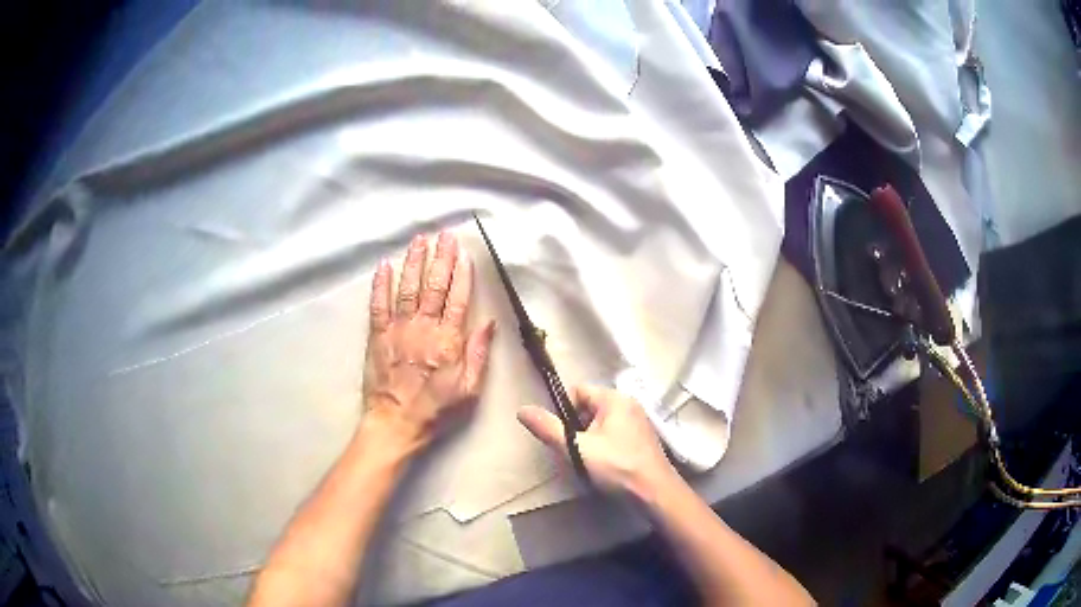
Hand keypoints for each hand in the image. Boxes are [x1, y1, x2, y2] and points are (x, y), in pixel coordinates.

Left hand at [361, 232, 495, 454]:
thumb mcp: (469, 389)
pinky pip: (378, 304)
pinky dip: (381, 283)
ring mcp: (398, 329)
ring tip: (420, 240)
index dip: (462, 274)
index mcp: (448, 341)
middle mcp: (424, 328)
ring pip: (407, 288)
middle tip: (445, 235)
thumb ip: (478, 354)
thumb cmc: (436, 409)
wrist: (396, 422)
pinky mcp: (377, 334)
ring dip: (414, 262)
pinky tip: (385, 265)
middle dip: (441, 258)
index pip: (458, 299)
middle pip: (434, 286)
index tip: (464, 254)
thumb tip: (490, 322)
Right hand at [518, 385, 677, 498]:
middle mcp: (629, 404)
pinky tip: (604, 466)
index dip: (564, 410)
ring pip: (601, 424)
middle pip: (590, 408)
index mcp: (615, 399)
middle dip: (577, 427)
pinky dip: (605, 447)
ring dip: (590, 439)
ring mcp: (639, 422)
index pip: (579, 391)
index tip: (561, 434)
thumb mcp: (577, 449)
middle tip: (573, 451)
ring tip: (588, 462)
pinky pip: (615, 435)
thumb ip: (549, 429)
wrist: (654, 493)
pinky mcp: (643, 440)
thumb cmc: (616, 466)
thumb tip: (522, 410)